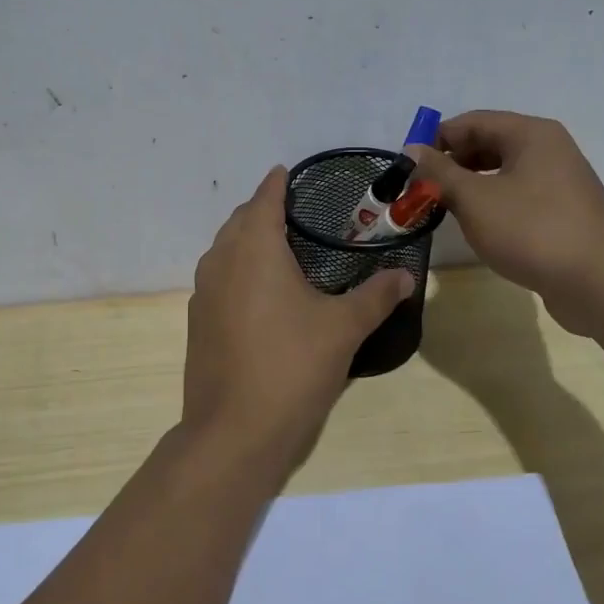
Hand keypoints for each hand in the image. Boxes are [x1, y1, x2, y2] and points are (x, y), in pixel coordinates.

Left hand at [182, 166, 413, 466]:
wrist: (234, 430)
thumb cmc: (292, 366)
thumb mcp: (344, 328)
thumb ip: (376, 296)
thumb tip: (405, 275)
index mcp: (253, 249)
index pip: (264, 199)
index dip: (278, 183)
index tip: (290, 173)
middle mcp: (221, 261)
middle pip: (240, 221)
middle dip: (263, 210)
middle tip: (296, 213)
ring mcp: (203, 292)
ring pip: (224, 250)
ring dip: (247, 240)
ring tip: (280, 248)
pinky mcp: (198, 321)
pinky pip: (218, 278)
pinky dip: (238, 269)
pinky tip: (261, 292)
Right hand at [409, 111, 603, 333]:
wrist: (598, 282)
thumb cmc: (531, 231)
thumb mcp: (474, 199)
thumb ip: (439, 172)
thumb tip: (412, 150)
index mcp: (530, 134)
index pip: (472, 122)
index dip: (436, 140)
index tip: (408, 167)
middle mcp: (549, 148)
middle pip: (488, 143)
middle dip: (451, 164)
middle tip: (422, 190)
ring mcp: (560, 180)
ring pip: (502, 171)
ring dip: (469, 185)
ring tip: (443, 208)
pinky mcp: (563, 210)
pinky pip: (517, 194)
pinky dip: (492, 201)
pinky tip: (477, 225)